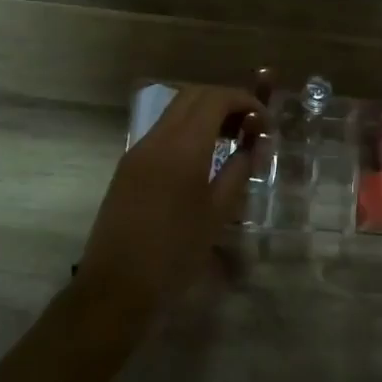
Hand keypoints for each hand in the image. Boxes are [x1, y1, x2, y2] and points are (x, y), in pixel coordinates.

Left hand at [75, 85, 263, 315]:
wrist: (117, 286)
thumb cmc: (175, 253)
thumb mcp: (218, 213)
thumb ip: (238, 170)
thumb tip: (253, 145)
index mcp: (182, 147)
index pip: (215, 99)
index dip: (245, 101)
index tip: (264, 123)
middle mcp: (157, 138)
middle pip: (193, 95)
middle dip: (225, 102)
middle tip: (249, 127)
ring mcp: (138, 150)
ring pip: (175, 111)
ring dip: (205, 114)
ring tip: (230, 140)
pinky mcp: (128, 166)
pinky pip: (162, 131)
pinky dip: (187, 130)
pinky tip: (202, 157)